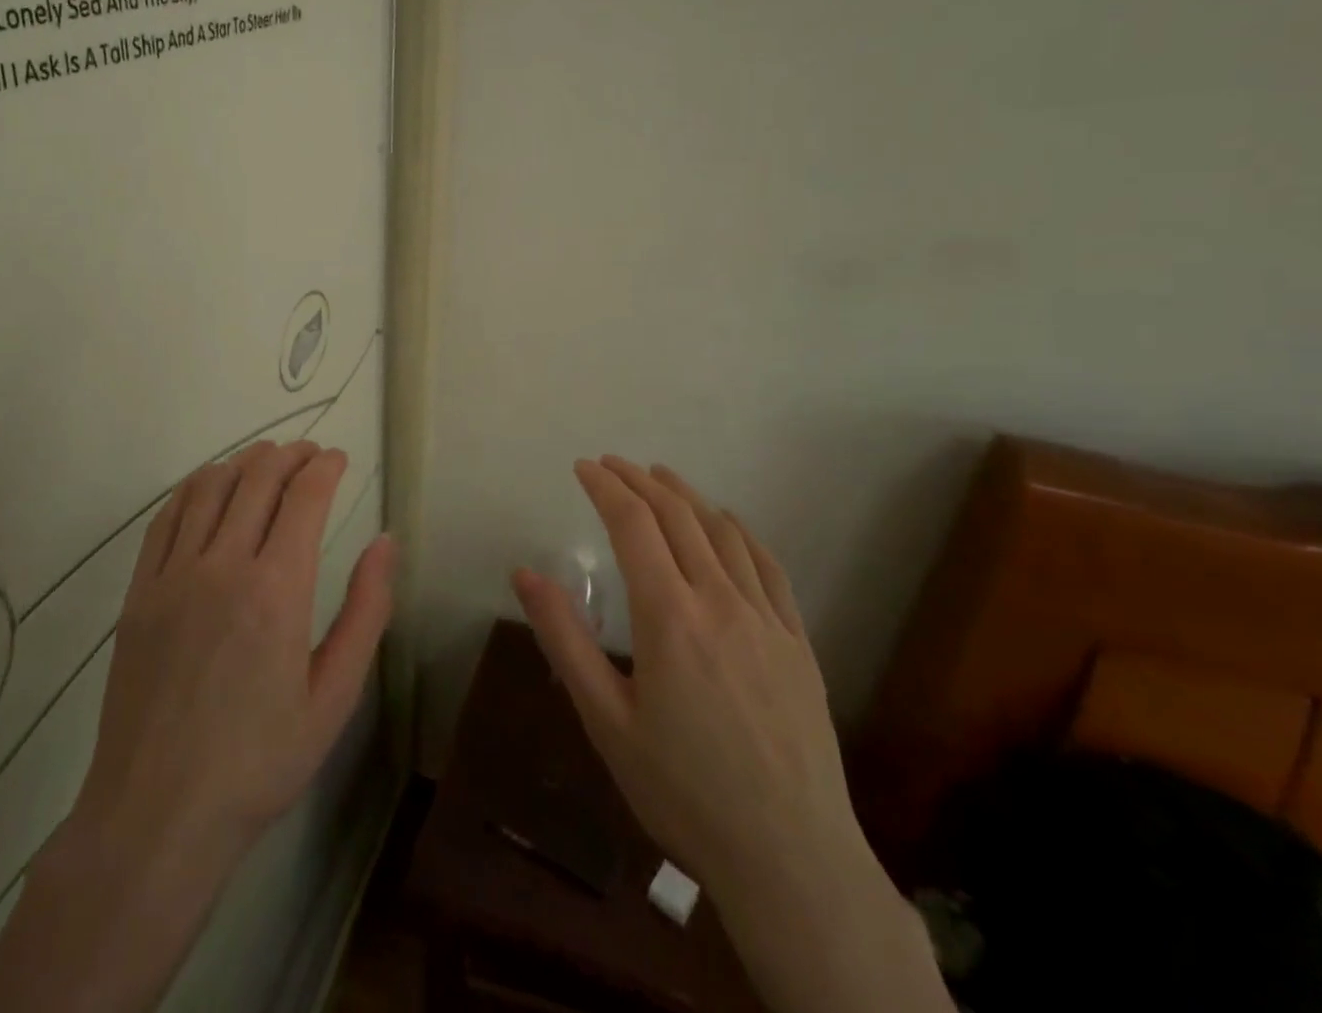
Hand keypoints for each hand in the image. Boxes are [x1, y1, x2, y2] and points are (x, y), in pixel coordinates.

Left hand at [75, 438, 395, 852]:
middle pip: (257, 478)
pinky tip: (210, 488)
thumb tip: (385, 543)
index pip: (304, 496)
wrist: (157, 815)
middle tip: (309, 454)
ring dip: (243, 462)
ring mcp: (173, 576)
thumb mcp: (334, 696)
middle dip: (290, 454)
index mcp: (277, 590)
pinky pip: (166, 518)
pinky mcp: (139, 593)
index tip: (339, 458)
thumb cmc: (259, 761)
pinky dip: (194, 488)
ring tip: (266, 460)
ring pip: (210, 487)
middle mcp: (223, 567)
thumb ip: (365, 611)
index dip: (325, 466)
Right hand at [512, 457, 950, 1012]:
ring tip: (661, 476)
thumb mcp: (605, 720)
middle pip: (677, 516)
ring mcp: (766, 618)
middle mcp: (719, 600)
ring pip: (722, 532)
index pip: (632, 525)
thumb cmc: (682, 791)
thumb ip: (564, 639)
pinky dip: (739, 531)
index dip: (605, 487)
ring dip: (687, 496)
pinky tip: (727, 524)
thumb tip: (524, 573)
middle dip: (640, 481)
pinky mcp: (797, 641)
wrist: (789, 857)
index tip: (583, 467)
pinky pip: (767, 566)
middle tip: (613, 464)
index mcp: (669, 616)